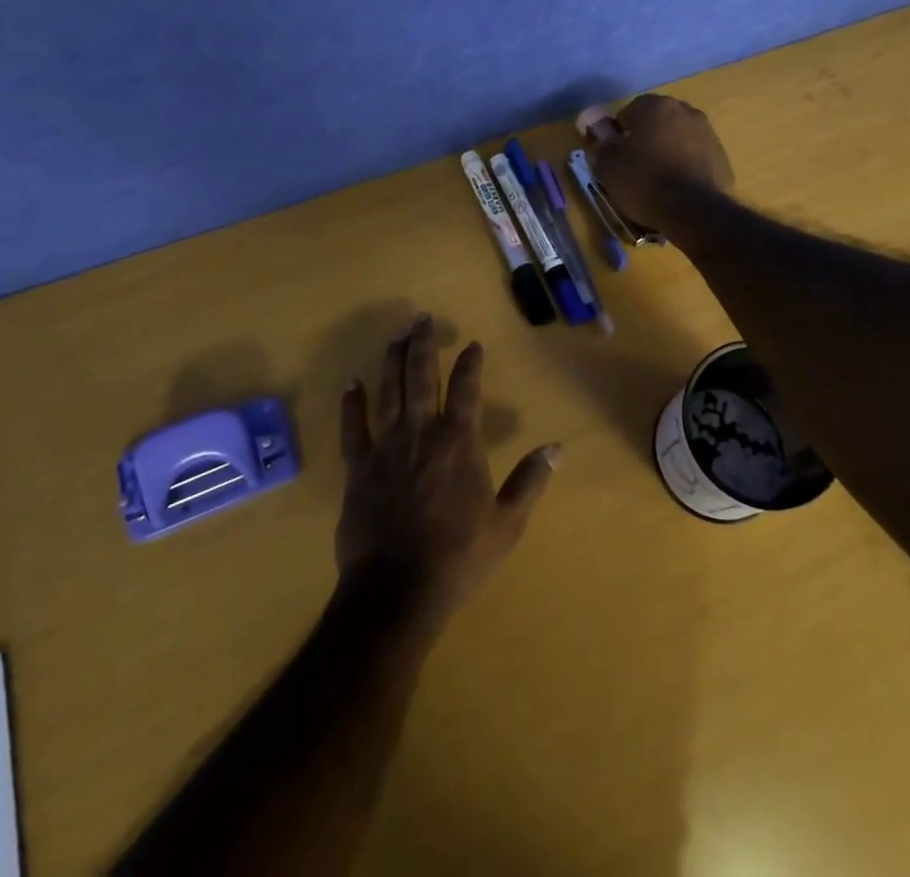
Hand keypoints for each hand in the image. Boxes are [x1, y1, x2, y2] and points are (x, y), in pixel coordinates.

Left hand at [336, 315, 560, 625]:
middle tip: (422, 318)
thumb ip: (530, 481)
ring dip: (392, 359)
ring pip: (387, 390)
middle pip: (421, 376)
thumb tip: (557, 448)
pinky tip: (352, 383)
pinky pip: (352, 427)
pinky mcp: (357, 468)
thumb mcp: (507, 524)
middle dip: (423, 343)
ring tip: (396, 334)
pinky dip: (352, 403)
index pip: (467, 389)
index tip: (472, 344)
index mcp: (459, 442)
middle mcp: (421, 432)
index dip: (470, 363)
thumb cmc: (458, 558)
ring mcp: (385, 447)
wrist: (397, 592)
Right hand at [585, 93, 734, 234]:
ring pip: (678, 138)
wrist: (693, 210)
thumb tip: (599, 134)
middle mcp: (685, 111)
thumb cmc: (644, 181)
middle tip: (634, 167)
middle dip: (645, 139)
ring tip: (657, 180)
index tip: (615, 156)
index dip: (618, 134)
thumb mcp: (609, 165)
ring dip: (667, 151)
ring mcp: (708, 133)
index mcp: (655, 106)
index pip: (628, 112)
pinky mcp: (722, 158)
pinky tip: (677, 188)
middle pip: (657, 122)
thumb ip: (601, 143)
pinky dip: (685, 166)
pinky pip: (695, 157)